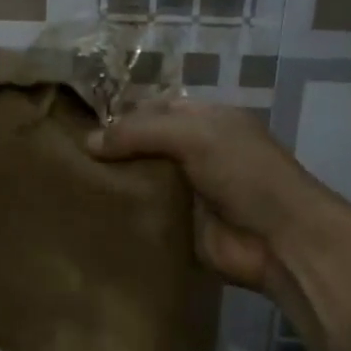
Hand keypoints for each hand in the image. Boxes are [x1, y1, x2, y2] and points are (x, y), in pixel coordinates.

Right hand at [88, 98, 350, 292]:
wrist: (280, 240)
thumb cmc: (244, 174)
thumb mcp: (194, 136)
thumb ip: (140, 132)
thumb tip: (87, 142)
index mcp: (206, 121)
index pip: (154, 109)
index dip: (122, 116)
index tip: (82, 128)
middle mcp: (195, 151)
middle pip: (143, 145)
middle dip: (112, 151)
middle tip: (70, 159)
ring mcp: (187, 191)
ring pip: (141, 179)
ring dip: (114, 183)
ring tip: (73, 186)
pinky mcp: (179, 226)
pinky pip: (144, 214)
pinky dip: (123, 213)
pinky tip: (91, 213)